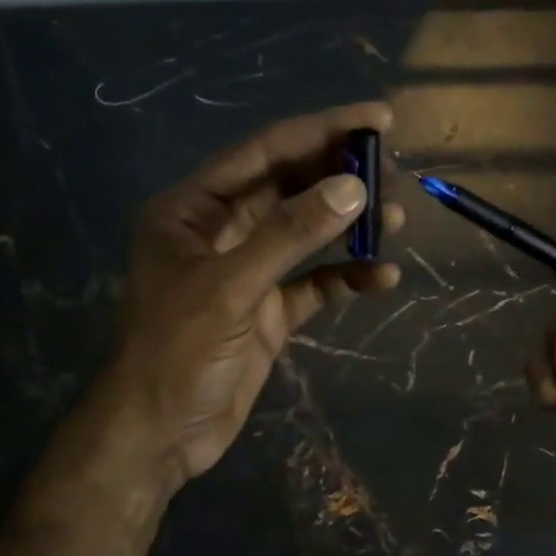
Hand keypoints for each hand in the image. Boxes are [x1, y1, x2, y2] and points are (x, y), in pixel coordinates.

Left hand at [91, 103, 403, 494]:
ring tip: (396, 219)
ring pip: (304, 235)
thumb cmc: (176, 354)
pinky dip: (346, 278)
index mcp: (192, 209)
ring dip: (348, 227)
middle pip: (288, 189)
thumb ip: (289, 235)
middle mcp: (219, 232)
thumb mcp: (230, 287)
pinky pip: (313, 285)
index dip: (321, 131)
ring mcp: (245, 274)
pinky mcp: (266, 313)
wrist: (158, 437)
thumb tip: (353, 188)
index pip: (264, 153)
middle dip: (339, 178)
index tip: (379, 119)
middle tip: (394, 171)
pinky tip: (383, 277)